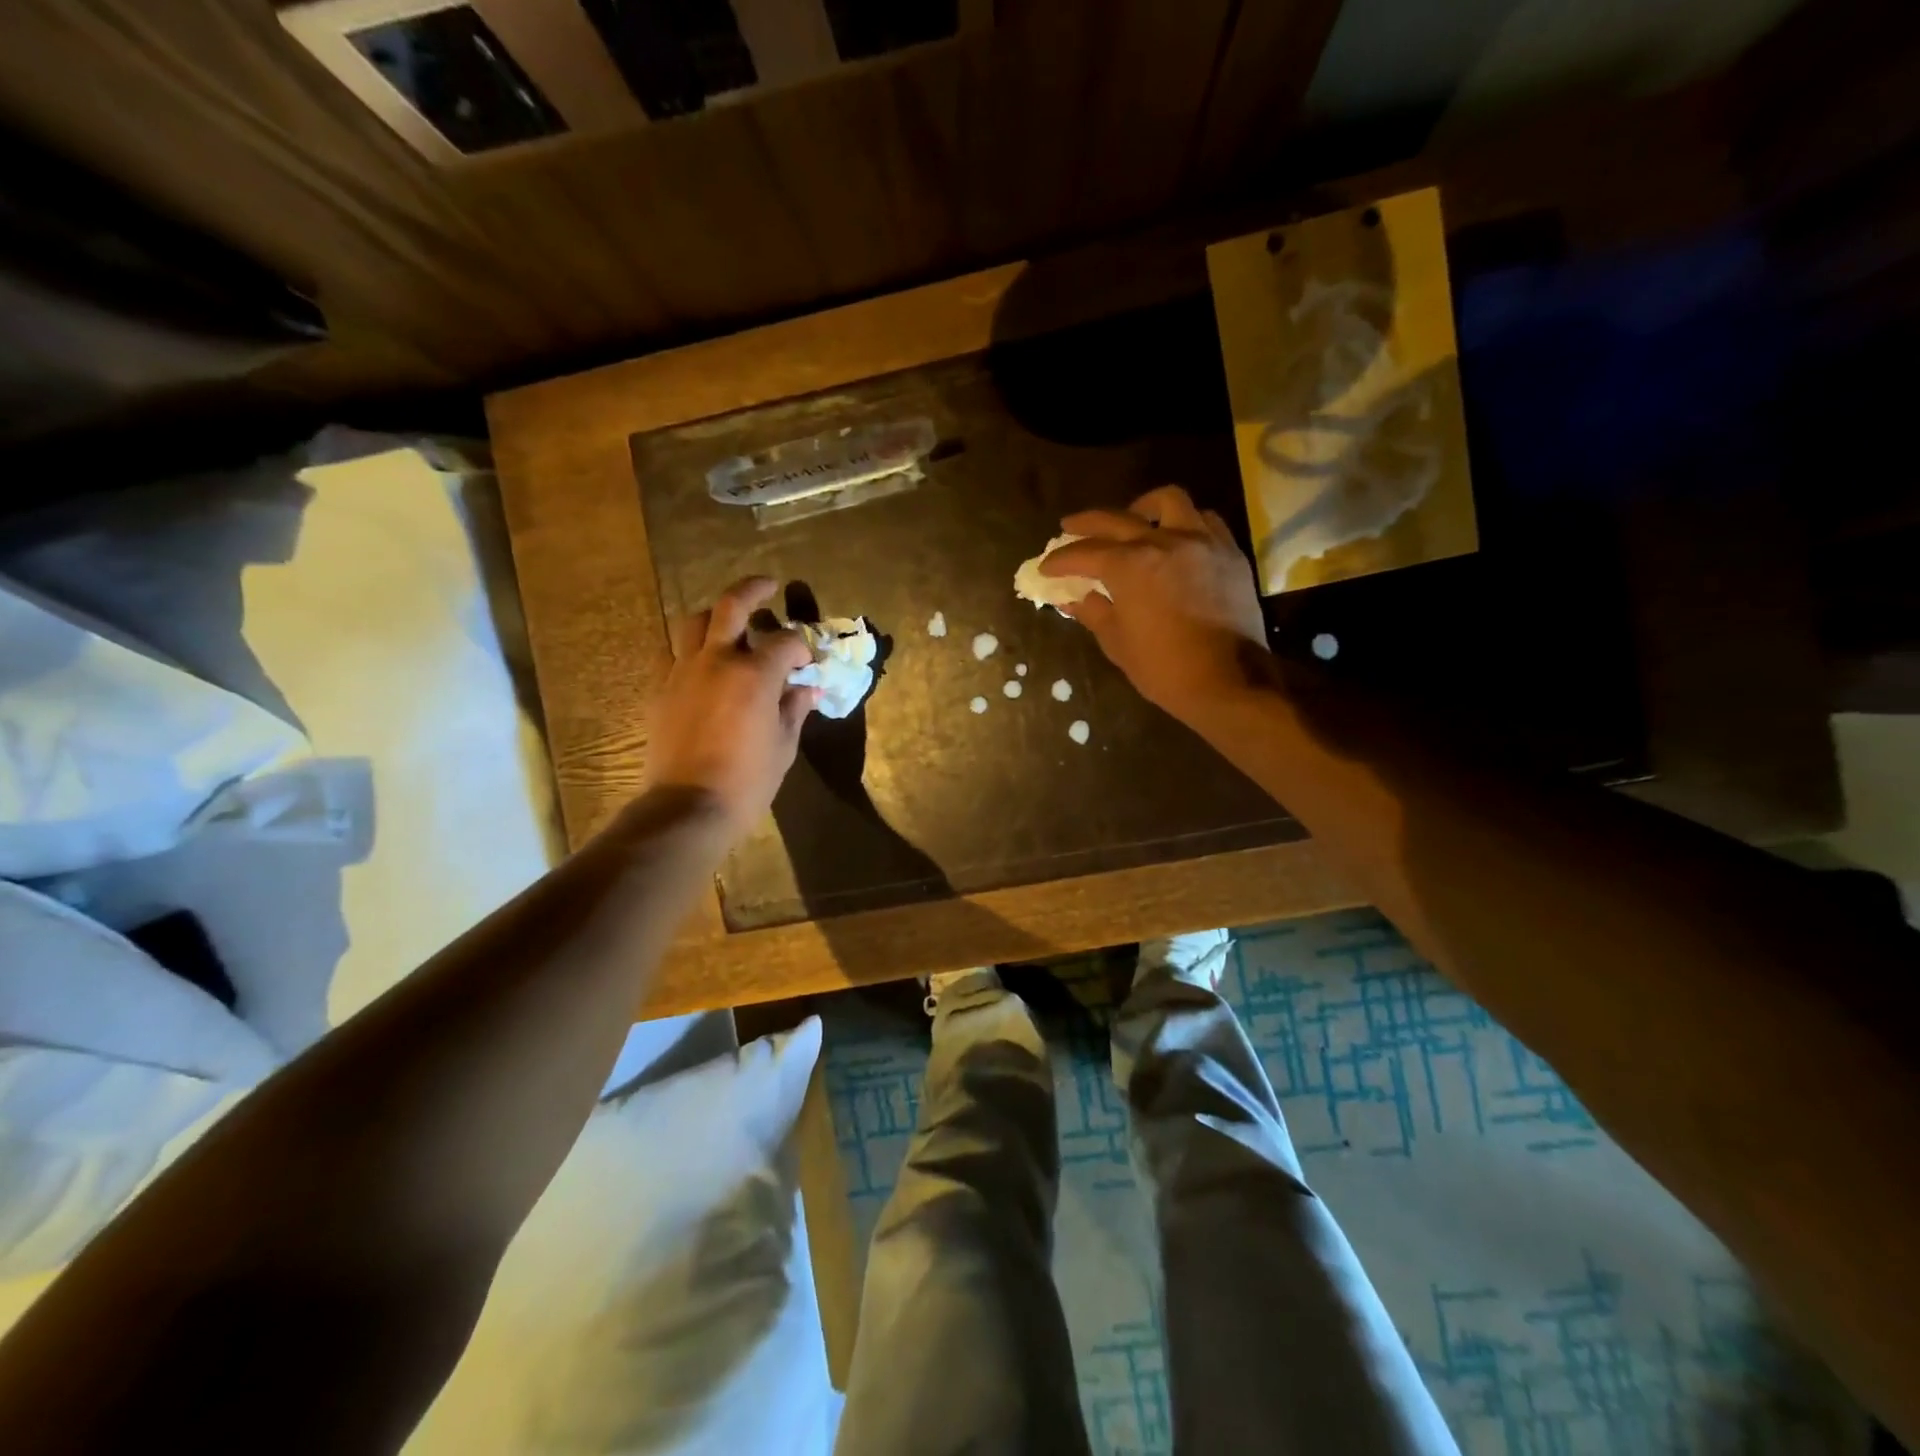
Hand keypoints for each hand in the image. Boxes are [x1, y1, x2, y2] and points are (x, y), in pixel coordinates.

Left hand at [645, 577, 818, 832]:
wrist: (688, 806)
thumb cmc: (748, 781)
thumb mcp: (784, 746)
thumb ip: (795, 709)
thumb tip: (807, 689)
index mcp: (755, 674)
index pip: (785, 642)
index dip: (801, 647)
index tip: (807, 660)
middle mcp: (717, 660)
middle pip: (732, 605)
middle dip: (754, 589)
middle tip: (768, 585)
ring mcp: (683, 671)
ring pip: (694, 621)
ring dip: (715, 615)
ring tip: (728, 623)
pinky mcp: (660, 688)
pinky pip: (671, 651)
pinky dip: (689, 648)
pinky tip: (700, 661)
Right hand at [1041, 486, 1269, 720]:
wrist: (1229, 681)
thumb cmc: (1164, 668)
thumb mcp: (1118, 643)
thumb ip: (1093, 612)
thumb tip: (1073, 599)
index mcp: (1130, 565)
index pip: (1084, 554)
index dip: (1060, 561)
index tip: (1046, 568)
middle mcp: (1164, 541)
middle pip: (1117, 519)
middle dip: (1086, 524)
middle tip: (1069, 528)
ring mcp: (1201, 542)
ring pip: (1168, 502)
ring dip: (1143, 507)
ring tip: (1133, 518)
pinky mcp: (1229, 552)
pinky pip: (1204, 520)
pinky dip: (1183, 523)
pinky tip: (1175, 538)